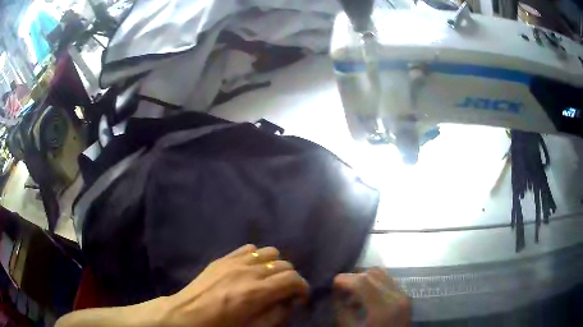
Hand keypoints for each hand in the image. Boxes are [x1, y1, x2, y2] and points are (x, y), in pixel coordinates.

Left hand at [161, 244, 308, 326]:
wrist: (187, 315)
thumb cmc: (221, 326)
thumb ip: (277, 314)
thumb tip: (290, 301)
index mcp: (257, 292)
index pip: (293, 279)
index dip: (303, 287)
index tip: (301, 297)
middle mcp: (249, 271)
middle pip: (284, 264)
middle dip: (291, 278)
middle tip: (286, 291)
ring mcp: (235, 261)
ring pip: (269, 252)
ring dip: (275, 265)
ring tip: (269, 279)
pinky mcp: (224, 258)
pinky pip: (249, 248)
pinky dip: (258, 257)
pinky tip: (252, 269)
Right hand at [334, 268, 410, 326]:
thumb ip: (341, 310)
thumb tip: (336, 292)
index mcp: (383, 307)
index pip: (362, 281)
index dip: (344, 279)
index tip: (333, 285)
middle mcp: (396, 296)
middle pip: (372, 274)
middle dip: (353, 278)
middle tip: (341, 289)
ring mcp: (403, 296)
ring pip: (382, 274)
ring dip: (364, 278)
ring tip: (353, 291)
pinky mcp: (405, 297)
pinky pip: (388, 281)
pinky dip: (374, 283)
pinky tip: (366, 296)